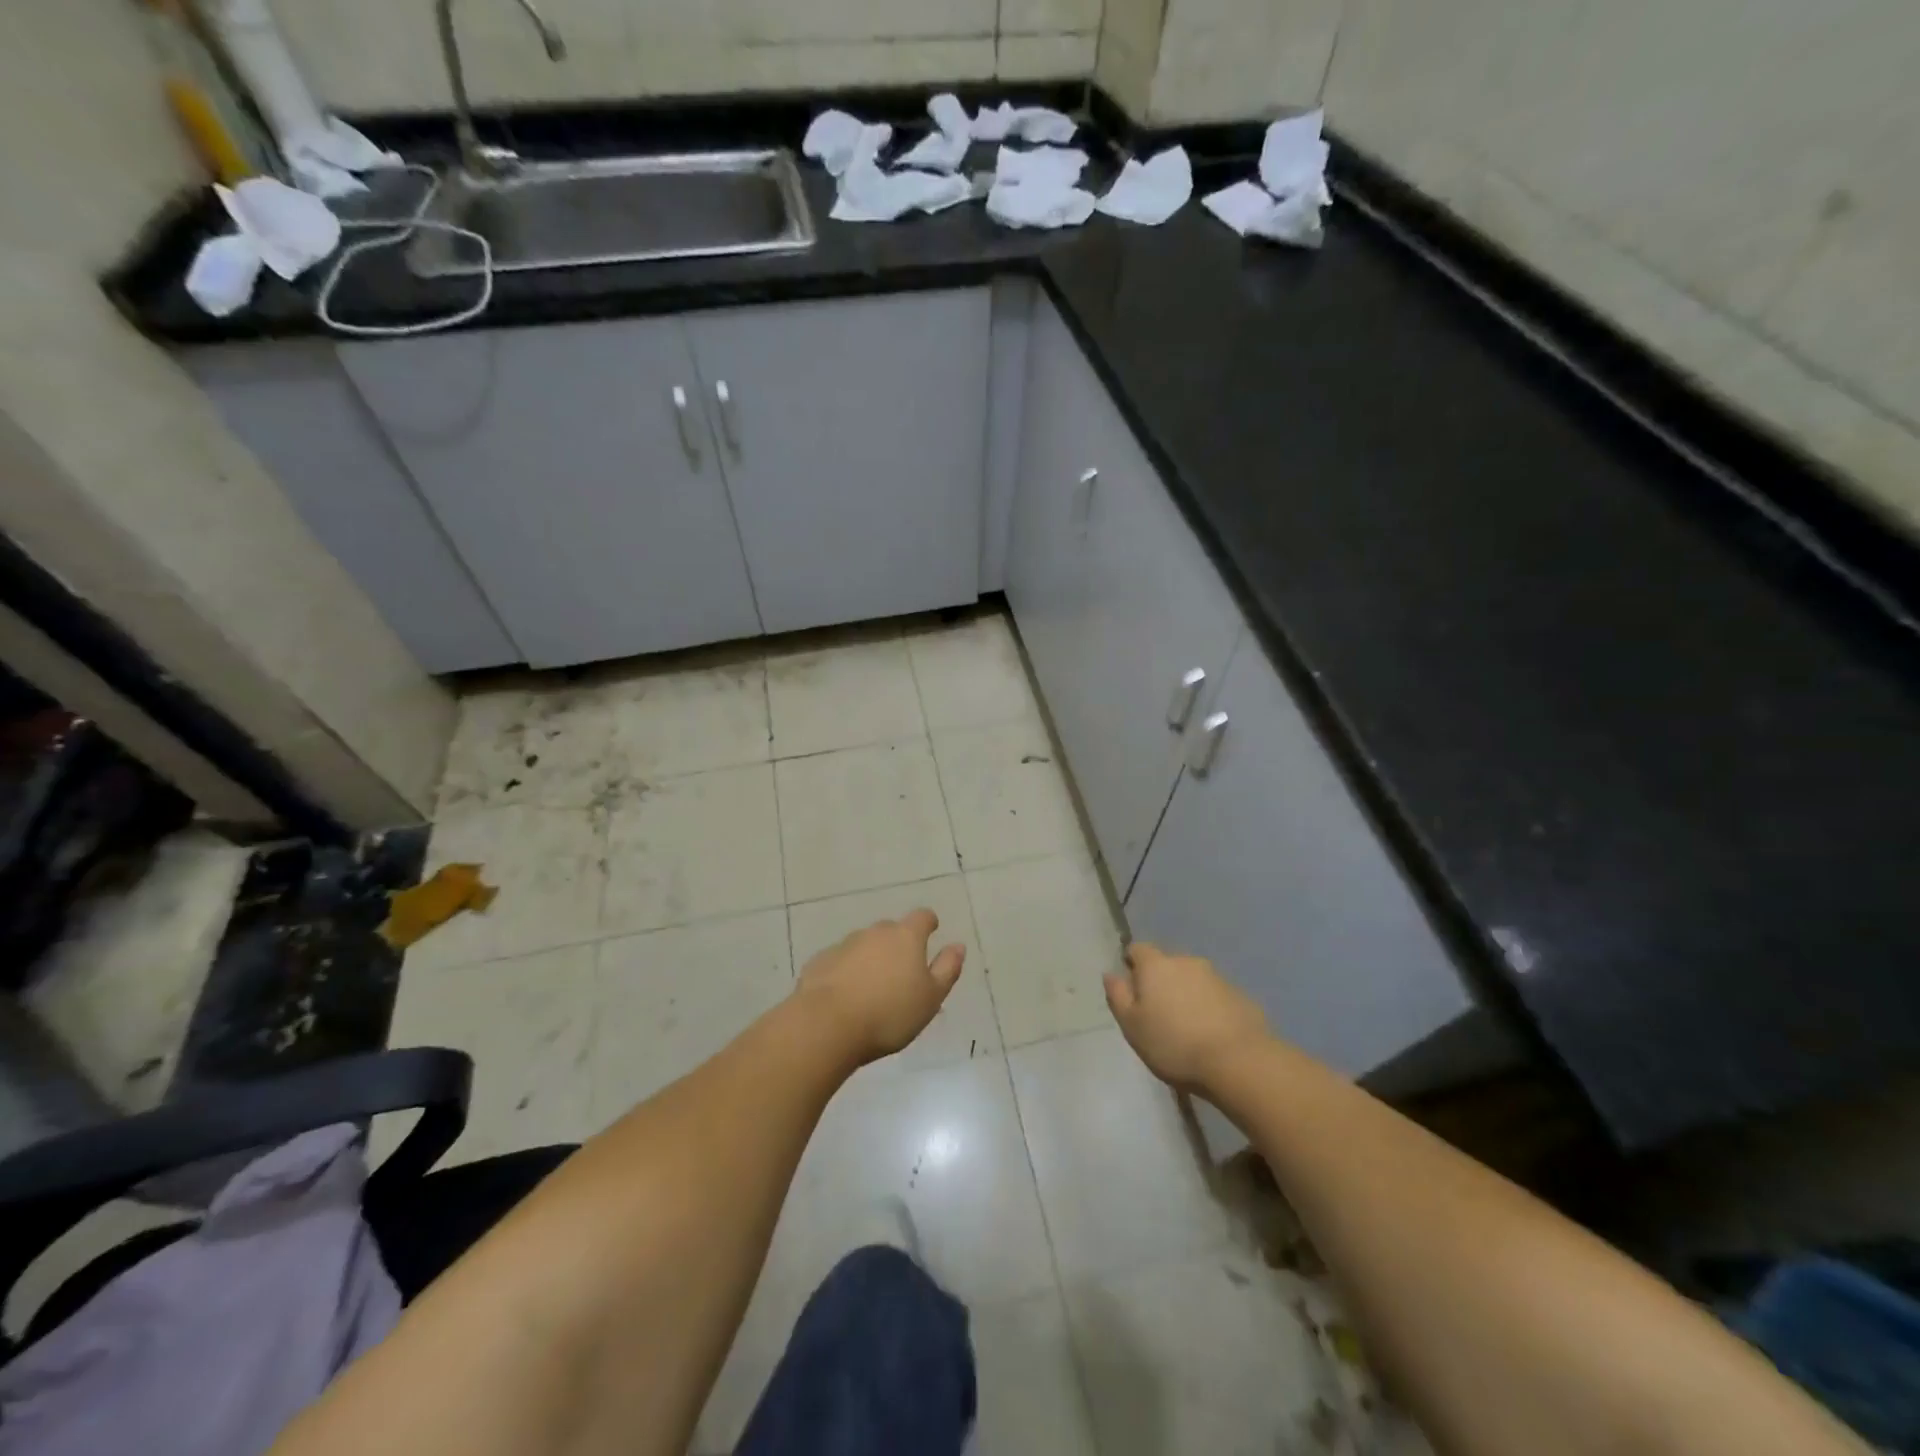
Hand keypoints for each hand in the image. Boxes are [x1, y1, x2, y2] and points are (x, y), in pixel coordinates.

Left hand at [795, 909, 964, 1064]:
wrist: (827, 1025)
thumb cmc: (889, 1013)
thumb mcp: (931, 998)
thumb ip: (947, 969)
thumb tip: (958, 946)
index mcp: (906, 937)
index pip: (922, 917)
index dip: (928, 923)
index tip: (931, 931)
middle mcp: (875, 933)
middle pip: (891, 931)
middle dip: (897, 945)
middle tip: (901, 973)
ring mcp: (844, 945)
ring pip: (864, 946)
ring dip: (870, 959)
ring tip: (872, 990)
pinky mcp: (820, 962)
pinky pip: (840, 962)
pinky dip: (846, 973)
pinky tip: (845, 997)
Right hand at [1104, 942, 1267, 1091]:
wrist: (1238, 1061)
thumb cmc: (1174, 1044)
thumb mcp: (1132, 1026)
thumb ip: (1118, 996)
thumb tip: (1111, 974)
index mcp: (1156, 965)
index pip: (1137, 949)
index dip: (1132, 965)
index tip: (1132, 990)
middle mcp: (1186, 961)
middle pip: (1167, 964)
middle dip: (1161, 982)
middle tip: (1158, 1014)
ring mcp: (1217, 977)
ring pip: (1193, 980)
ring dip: (1186, 995)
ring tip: (1186, 1028)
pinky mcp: (1240, 996)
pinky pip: (1216, 996)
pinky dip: (1209, 1008)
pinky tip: (1211, 1034)